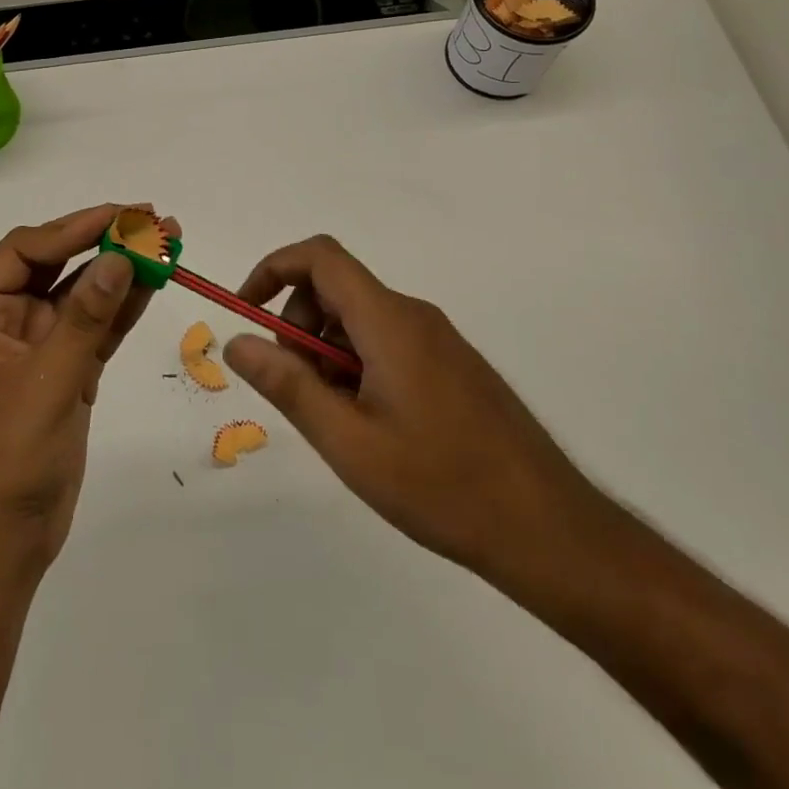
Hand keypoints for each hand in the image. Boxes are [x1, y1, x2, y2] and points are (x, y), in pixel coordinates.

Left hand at [0, 205, 171, 582]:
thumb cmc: (5, 459)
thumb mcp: (46, 382)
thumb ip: (85, 318)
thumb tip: (121, 257)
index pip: (24, 251)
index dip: (71, 228)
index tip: (120, 216)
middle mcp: (8, 321)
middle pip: (56, 264)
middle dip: (102, 240)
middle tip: (151, 219)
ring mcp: (40, 347)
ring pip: (83, 294)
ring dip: (121, 269)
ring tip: (166, 242)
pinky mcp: (68, 372)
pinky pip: (98, 328)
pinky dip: (124, 307)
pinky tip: (154, 283)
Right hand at [223, 235, 606, 592]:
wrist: (551, 531)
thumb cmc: (442, 486)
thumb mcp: (348, 442)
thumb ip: (287, 386)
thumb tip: (238, 342)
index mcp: (389, 320)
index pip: (319, 257)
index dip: (273, 268)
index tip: (247, 312)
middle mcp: (414, 315)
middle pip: (336, 289)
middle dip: (298, 327)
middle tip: (297, 391)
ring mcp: (439, 340)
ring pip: (360, 320)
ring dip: (327, 354)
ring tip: (338, 422)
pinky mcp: (453, 366)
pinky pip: (388, 343)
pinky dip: (358, 367)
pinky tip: (372, 428)